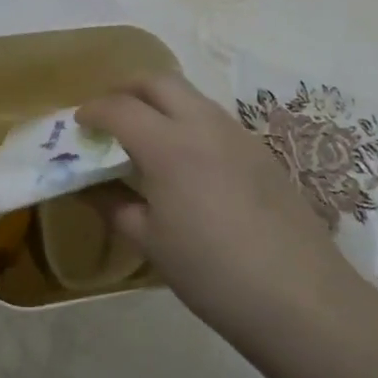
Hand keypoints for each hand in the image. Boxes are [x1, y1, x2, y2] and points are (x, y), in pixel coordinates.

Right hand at [78, 76, 339, 341]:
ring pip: (191, 95)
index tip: (79, 123)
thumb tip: (91, 189)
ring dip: (161, 102)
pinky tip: (187, 160)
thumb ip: (116, 206)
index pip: (120, 108)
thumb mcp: (152, 243)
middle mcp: (203, 124)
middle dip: (127, 89)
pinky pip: (214, 118)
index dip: (93, 110)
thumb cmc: (212, 273)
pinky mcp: (261, 150)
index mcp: (169, 145)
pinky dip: (188, 121)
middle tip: (110, 115)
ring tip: (146, 136)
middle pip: (158, 81)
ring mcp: (238, 134)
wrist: (298, 296)